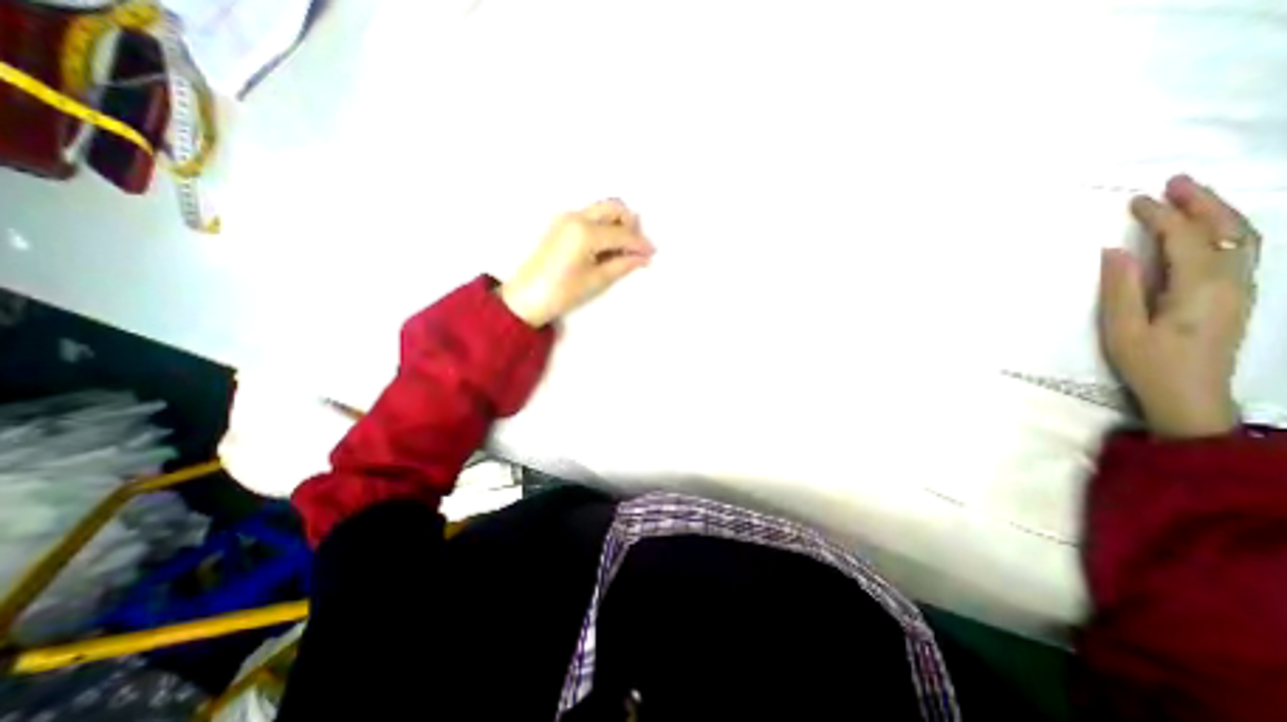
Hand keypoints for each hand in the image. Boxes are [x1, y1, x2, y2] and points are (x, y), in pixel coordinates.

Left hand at [499, 196, 656, 322]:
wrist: (526, 297)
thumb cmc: (562, 292)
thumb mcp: (596, 280)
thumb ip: (622, 264)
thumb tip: (643, 258)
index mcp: (586, 232)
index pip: (622, 234)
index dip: (640, 244)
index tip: (652, 253)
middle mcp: (576, 216)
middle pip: (613, 207)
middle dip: (630, 224)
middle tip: (637, 246)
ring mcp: (567, 218)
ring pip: (602, 209)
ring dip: (617, 223)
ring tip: (624, 248)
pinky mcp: (561, 224)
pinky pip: (590, 216)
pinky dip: (604, 225)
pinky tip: (608, 246)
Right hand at [1100, 176, 1263, 435]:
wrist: (1191, 394)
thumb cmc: (1148, 362)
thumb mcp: (1122, 329)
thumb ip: (1121, 288)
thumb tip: (1115, 251)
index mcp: (1200, 288)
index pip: (1187, 239)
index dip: (1162, 216)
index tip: (1136, 200)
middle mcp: (1232, 281)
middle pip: (1228, 230)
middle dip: (1202, 202)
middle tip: (1176, 181)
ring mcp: (1240, 288)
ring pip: (1243, 237)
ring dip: (1218, 212)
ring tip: (1190, 196)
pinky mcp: (1237, 295)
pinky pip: (1241, 250)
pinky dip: (1225, 229)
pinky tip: (1207, 227)